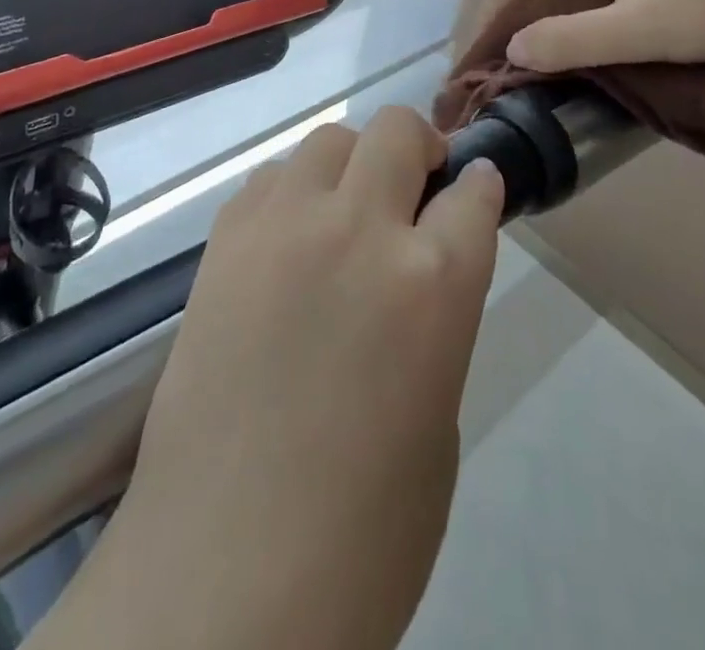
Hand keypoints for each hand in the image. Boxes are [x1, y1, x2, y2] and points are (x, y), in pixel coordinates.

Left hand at [37, 108, 505, 649]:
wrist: (224, 572)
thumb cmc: (363, 527)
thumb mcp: (439, 416)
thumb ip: (436, 317)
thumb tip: (424, 265)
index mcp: (434, 282)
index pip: (474, 192)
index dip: (480, 186)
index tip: (475, 189)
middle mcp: (359, 229)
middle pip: (398, 131)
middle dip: (418, 149)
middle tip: (414, 189)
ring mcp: (284, 225)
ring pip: (329, 140)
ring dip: (352, 165)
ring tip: (346, 213)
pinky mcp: (225, 238)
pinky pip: (270, 178)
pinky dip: (293, 191)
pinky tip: (290, 239)